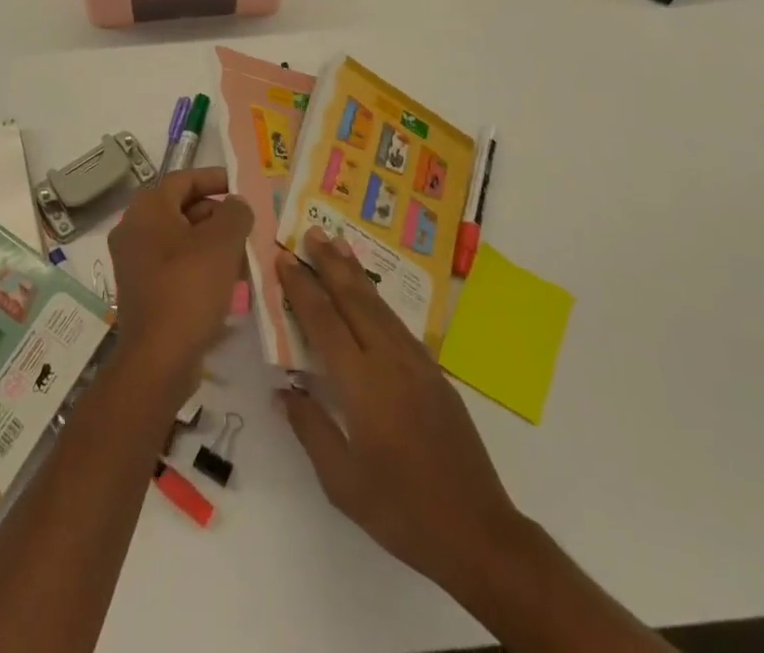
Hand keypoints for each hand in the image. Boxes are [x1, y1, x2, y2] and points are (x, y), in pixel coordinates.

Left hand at [107, 167, 251, 406]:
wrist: (157, 359)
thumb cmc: (189, 288)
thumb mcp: (222, 243)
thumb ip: (235, 213)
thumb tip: (235, 205)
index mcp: (147, 209)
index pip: (183, 178)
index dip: (214, 178)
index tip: (241, 187)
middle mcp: (133, 229)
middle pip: (180, 208)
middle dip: (216, 213)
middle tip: (246, 225)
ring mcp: (134, 261)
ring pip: (179, 239)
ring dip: (211, 242)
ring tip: (244, 254)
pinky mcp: (141, 290)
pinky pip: (174, 265)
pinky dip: (199, 265)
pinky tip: (227, 282)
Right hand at [276, 227, 525, 605]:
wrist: (479, 532)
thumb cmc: (402, 511)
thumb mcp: (343, 483)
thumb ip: (311, 429)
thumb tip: (284, 390)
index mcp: (363, 385)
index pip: (324, 322)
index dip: (302, 287)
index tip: (284, 258)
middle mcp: (390, 362)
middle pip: (355, 299)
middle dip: (331, 263)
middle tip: (313, 231)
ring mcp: (417, 364)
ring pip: (379, 306)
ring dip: (355, 273)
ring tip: (338, 245)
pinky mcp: (434, 373)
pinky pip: (397, 324)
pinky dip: (377, 299)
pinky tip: (369, 295)